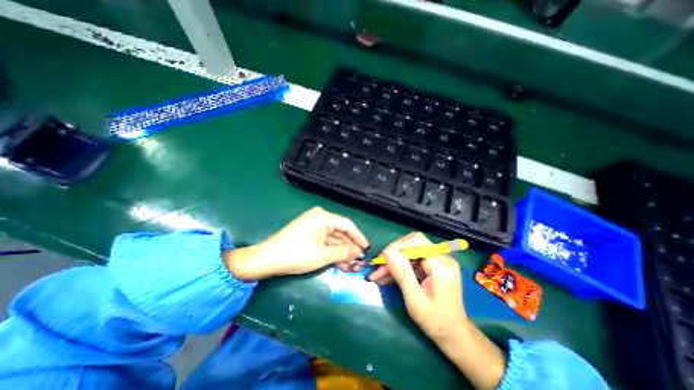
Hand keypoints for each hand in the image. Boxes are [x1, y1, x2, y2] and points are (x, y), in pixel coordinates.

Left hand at [225, 208, 370, 279]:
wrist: (267, 260)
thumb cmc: (296, 254)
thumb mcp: (323, 255)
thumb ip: (344, 252)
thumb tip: (360, 252)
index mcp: (323, 216)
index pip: (347, 225)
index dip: (359, 238)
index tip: (367, 249)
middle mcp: (319, 218)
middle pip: (340, 233)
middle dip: (350, 249)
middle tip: (359, 262)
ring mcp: (313, 226)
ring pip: (333, 239)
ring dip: (342, 253)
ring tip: (351, 267)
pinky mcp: (308, 234)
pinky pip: (325, 242)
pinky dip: (332, 253)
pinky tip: (340, 264)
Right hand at [368, 232, 465, 341]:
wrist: (454, 335)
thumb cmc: (436, 321)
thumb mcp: (415, 299)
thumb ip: (402, 273)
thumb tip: (387, 252)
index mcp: (441, 264)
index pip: (417, 241)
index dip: (397, 246)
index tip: (382, 259)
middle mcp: (441, 258)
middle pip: (411, 246)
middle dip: (393, 256)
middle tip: (377, 268)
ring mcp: (437, 262)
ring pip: (409, 254)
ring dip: (393, 263)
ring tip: (377, 275)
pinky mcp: (433, 267)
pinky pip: (412, 262)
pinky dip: (399, 268)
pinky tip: (386, 277)